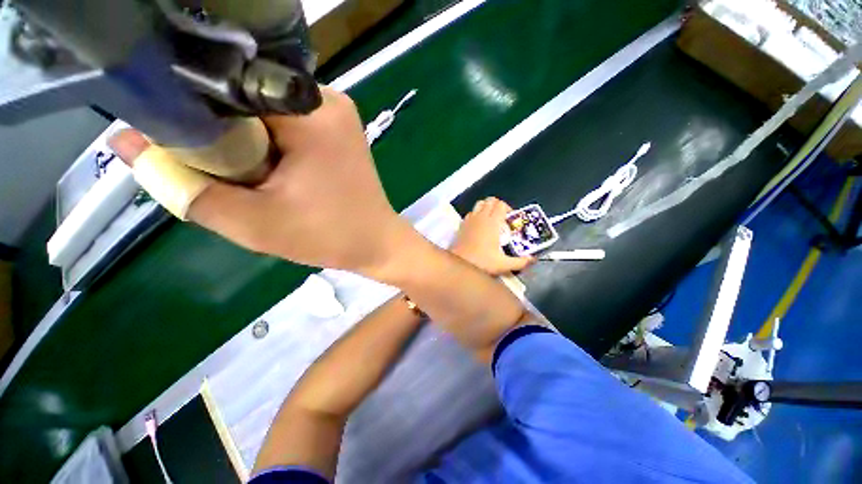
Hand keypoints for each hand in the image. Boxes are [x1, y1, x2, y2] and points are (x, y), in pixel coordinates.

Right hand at [110, 86, 422, 278]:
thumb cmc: (330, 236)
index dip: (192, 110)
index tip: (176, 139)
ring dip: (245, 137)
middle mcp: (326, 100)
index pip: (225, 85)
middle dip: (222, 129)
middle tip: (219, 167)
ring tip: (249, 173)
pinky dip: (270, 140)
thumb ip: (186, 186)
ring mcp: (337, 112)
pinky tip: (270, 167)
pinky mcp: (340, 129)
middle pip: (246, 96)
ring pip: (265, 109)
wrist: (377, 243)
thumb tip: (126, 142)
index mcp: (310, 113)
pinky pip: (288, 120)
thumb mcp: (254, 222)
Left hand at [451, 197, 533, 274]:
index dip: (508, 209)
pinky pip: (470, 212)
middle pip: (490, 200)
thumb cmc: (482, 263)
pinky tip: (478, 226)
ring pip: (479, 204)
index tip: (510, 220)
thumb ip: (521, 262)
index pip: (501, 204)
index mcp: (492, 222)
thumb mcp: (504, 264)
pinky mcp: (461, 224)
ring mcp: (469, 219)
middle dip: (498, 206)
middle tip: (502, 219)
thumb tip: (533, 259)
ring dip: (486, 207)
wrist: (459, 265)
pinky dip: (476, 214)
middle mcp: (481, 217)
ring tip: (490, 220)